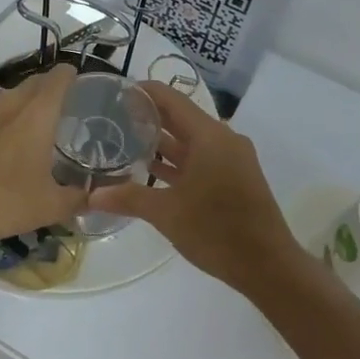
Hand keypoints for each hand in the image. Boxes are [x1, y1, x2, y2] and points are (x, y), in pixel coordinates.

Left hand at [0, 65, 86, 248]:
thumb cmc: (4, 199)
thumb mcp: (49, 206)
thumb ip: (76, 199)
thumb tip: (93, 197)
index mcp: (36, 115)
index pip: (57, 79)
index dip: (70, 74)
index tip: (82, 78)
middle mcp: (11, 108)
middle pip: (33, 83)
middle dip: (50, 84)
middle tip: (68, 97)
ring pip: (11, 96)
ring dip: (27, 98)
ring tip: (41, 115)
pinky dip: (9, 117)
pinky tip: (12, 139)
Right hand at [89, 83, 304, 298]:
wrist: (268, 266)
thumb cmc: (216, 231)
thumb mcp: (166, 213)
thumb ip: (128, 198)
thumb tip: (90, 196)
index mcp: (209, 136)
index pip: (171, 99)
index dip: (143, 92)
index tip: (114, 93)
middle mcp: (223, 140)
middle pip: (180, 118)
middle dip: (147, 116)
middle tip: (111, 117)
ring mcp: (231, 159)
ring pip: (190, 141)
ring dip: (161, 141)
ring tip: (123, 140)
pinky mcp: (234, 178)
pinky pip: (200, 158)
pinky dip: (176, 161)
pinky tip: (149, 170)